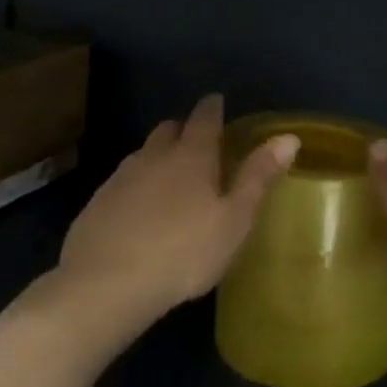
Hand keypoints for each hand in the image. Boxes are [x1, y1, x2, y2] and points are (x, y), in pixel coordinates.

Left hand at [53, 94, 298, 335]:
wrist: (106, 285)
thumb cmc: (184, 252)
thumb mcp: (234, 220)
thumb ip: (259, 177)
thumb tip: (289, 137)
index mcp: (191, 156)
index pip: (204, 118)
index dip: (213, 107)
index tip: (218, 101)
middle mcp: (153, 156)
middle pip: (169, 129)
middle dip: (184, 129)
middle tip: (199, 143)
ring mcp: (121, 178)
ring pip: (143, 154)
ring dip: (159, 156)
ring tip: (171, 177)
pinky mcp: (97, 204)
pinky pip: (123, 182)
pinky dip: (137, 185)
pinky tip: (140, 210)